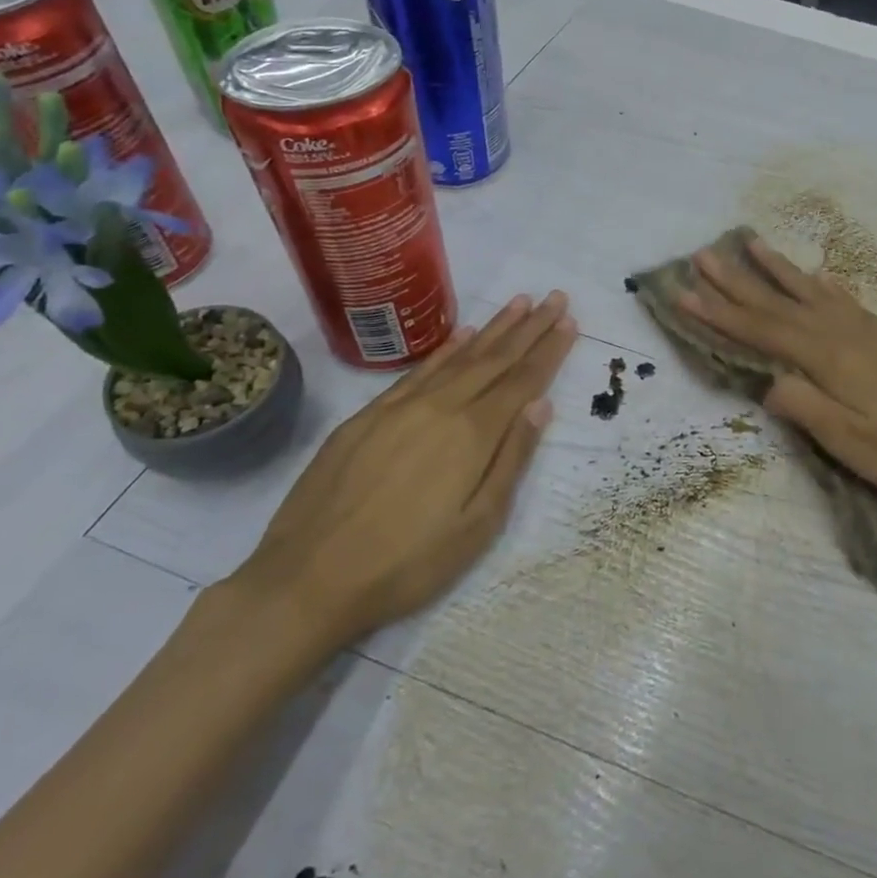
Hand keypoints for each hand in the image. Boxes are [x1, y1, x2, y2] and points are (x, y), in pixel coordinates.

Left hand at [229, 292, 577, 651]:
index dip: (549, 351)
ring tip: (520, 302)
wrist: (306, 579)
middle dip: (530, 327)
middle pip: (495, 359)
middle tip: (555, 297)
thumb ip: (511, 460)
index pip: (522, 381)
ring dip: (494, 328)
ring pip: (459, 356)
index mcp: (472, 434)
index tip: (570, 322)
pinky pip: (419, 370)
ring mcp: (400, 407)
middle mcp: (440, 407)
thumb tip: (541, 405)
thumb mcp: (477, 526)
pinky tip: (463, 334)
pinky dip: (446, 349)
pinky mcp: (366, 416)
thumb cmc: (406, 565)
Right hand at [679, 239, 876, 524]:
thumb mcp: (850, 443)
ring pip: (814, 293)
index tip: (684, 292)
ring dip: (780, 270)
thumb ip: (804, 407)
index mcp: (831, 359)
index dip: (720, 313)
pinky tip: (819, 279)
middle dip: (739, 281)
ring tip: (753, 243)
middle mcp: (847, 334)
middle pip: (782, 304)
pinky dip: (826, 287)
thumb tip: (766, 380)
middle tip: (704, 255)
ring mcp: (873, 333)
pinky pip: (847, 302)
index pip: (763, 331)